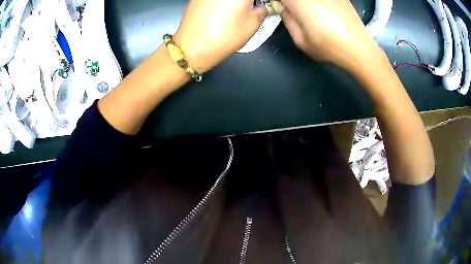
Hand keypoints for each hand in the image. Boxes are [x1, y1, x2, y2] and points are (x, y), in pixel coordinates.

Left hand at [174, 0, 266, 72]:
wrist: (190, 48)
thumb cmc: (224, 37)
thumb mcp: (251, 25)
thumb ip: (261, 11)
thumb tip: (261, 7)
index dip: (260, 2)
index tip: (261, 7)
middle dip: (248, 2)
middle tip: (251, 8)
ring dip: (234, 2)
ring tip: (236, 10)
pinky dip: (221, 2)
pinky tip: (220, 11)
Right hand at [280, 0, 385, 71]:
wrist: (358, 47)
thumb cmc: (328, 47)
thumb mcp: (300, 40)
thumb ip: (287, 20)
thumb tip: (283, 8)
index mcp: (298, 2)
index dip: (278, 2)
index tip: (279, 7)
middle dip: (292, 3)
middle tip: (294, 11)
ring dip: (305, 3)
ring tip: (311, 14)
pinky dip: (319, 3)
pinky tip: (325, 11)